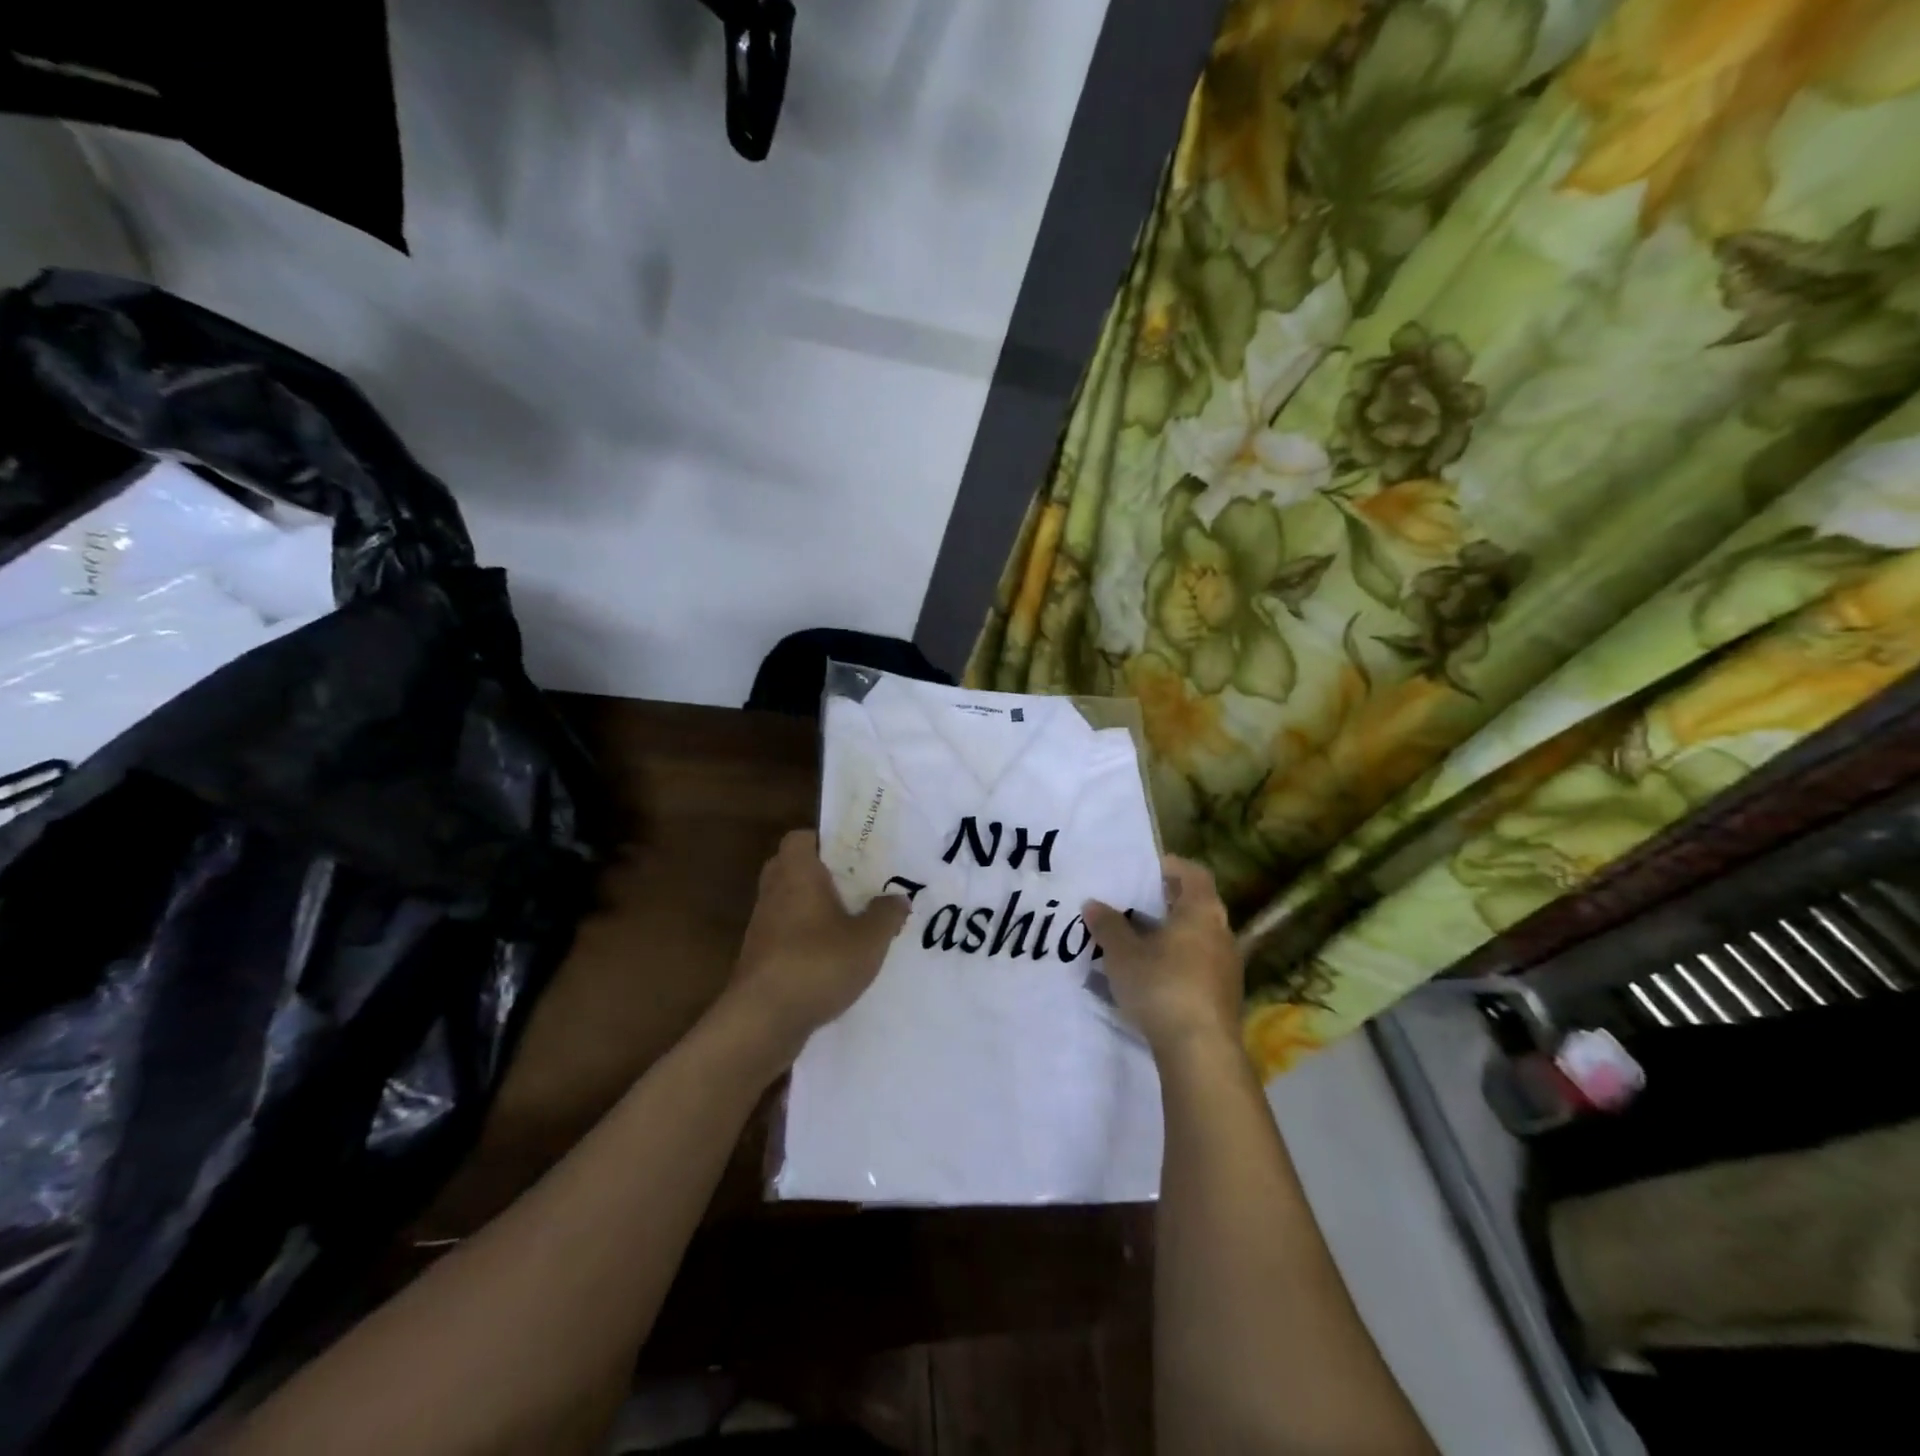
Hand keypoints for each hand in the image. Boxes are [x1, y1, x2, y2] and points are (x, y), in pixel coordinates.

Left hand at [723, 829, 909, 1064]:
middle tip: (854, 886)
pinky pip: (784, 934)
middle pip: (792, 868)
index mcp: (797, 873)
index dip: (823, 841)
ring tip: (850, 923)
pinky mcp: (758, 958)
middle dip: (821, 875)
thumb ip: (887, 914)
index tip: (851, 855)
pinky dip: (804, 938)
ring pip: (788, 903)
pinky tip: (832, 958)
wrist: (763, 1020)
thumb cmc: (818, 963)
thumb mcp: (869, 939)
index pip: (800, 838)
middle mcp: (773, 892)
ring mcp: (761, 927)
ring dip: (814, 909)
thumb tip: (899, 898)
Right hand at [1084, 856, 1242, 1057]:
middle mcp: (1222, 933)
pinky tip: (1149, 980)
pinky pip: (1197, 967)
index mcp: (1201, 911)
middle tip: (1129, 907)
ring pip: (1195, 939)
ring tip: (1133, 945)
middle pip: (1194, 906)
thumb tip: (1094, 904)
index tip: (1143, 871)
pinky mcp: (1224, 997)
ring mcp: (1227, 967)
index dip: (1169, 867)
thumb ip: (1108, 925)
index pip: (1193, 873)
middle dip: (1162, 905)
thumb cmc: (1162, 986)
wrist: (1200, 1052)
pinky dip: (1175, 964)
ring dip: (1167, 937)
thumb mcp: (1122, 953)